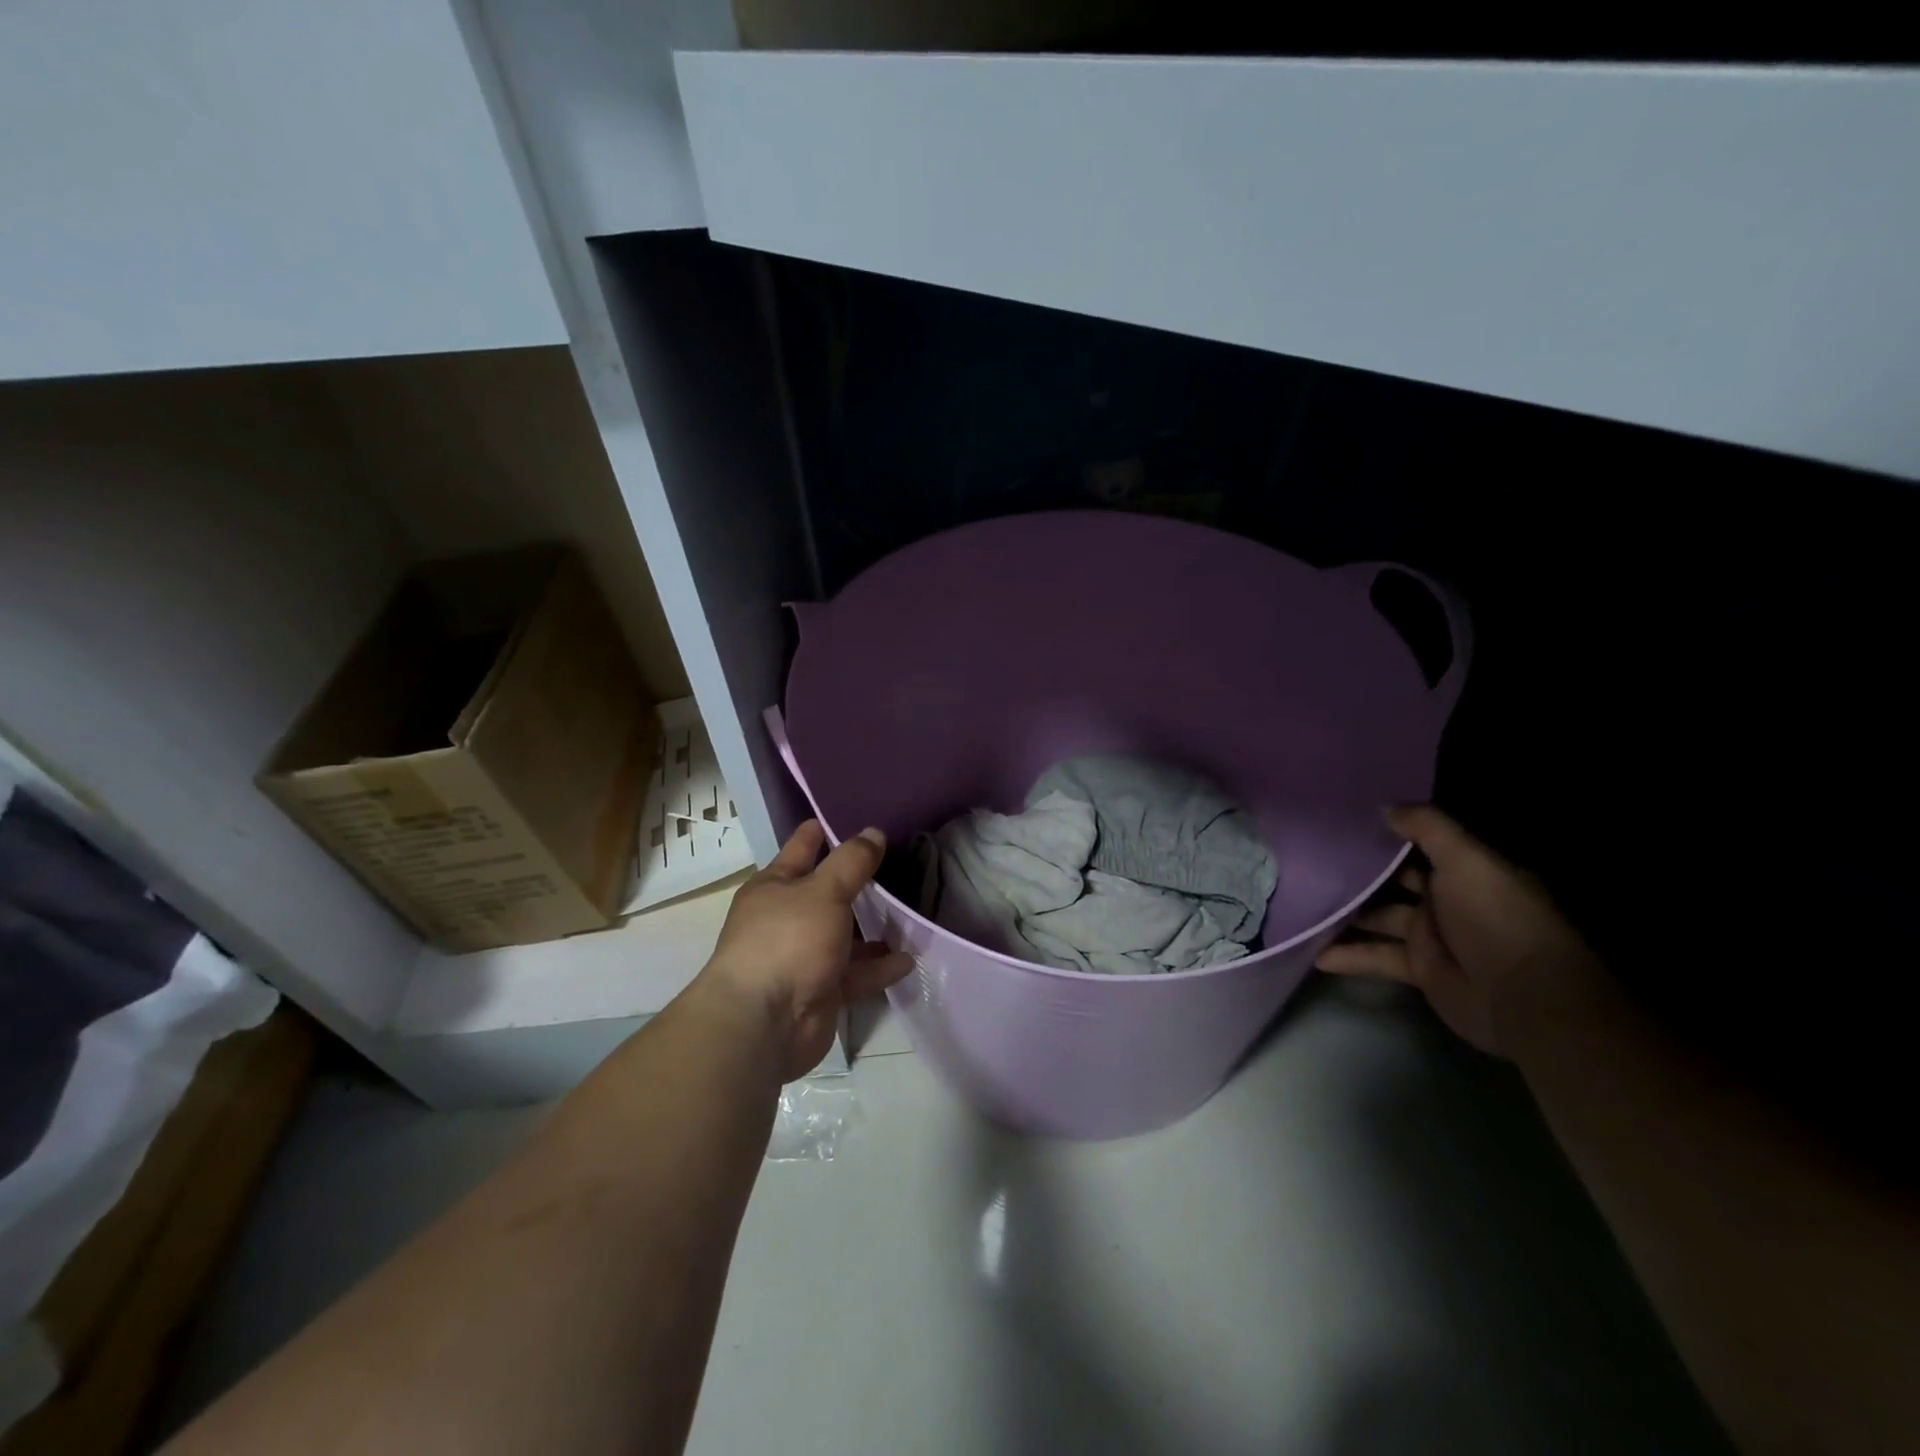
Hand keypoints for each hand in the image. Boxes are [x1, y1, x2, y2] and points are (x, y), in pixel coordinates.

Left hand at [699, 819, 913, 1080]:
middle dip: (859, 883)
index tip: (852, 816)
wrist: (765, 1024)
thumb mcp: (824, 891)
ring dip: (875, 930)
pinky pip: (856, 973)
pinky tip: (908, 960)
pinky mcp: (821, 991)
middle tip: (898, 865)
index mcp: (775, 887)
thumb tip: (873, 832)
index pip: (802, 848)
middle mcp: (787, 919)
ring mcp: (804, 957)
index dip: (824, 831)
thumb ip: (852, 862)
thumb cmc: (788, 941)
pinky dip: (879, 968)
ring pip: (846, 936)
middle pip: (828, 894)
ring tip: (911, 916)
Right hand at [1316, 805, 1604, 1056]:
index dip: (1386, 832)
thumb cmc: (1497, 918)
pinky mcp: (1421, 969)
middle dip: (1360, 871)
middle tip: (1312, 858)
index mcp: (1466, 870)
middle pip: (1395, 880)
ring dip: (1348, 914)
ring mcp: (1433, 936)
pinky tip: (1316, 954)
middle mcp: (1448, 899)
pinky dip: (1349, 957)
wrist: (1524, 998)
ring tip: (1304, 902)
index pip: (1420, 845)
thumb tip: (1383, 807)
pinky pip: (1378, 957)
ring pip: (1381, 917)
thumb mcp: (1466, 860)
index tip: (1343, 820)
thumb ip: (1427, 828)